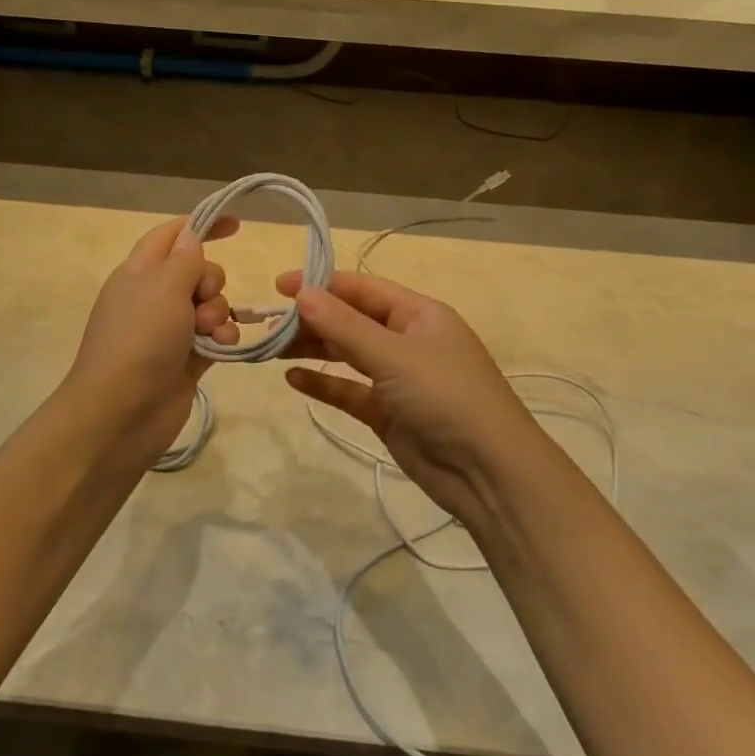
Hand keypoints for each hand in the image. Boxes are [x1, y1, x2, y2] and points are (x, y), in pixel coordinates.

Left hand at [64, 216, 238, 465]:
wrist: (121, 412)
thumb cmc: (139, 340)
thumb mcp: (163, 288)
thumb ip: (185, 259)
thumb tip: (192, 238)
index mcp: (139, 272)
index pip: (172, 236)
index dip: (202, 225)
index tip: (238, 225)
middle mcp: (153, 298)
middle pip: (197, 271)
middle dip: (211, 282)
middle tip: (201, 301)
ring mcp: (170, 330)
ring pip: (210, 304)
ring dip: (219, 313)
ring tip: (209, 333)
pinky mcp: (187, 358)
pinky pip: (215, 336)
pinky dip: (223, 337)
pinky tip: (222, 346)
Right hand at [274, 270, 544, 532]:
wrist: (487, 471)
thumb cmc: (445, 396)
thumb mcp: (394, 355)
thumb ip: (345, 326)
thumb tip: (302, 292)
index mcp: (419, 315)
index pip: (363, 289)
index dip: (322, 285)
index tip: (279, 286)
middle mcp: (408, 341)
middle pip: (352, 321)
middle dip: (312, 320)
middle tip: (267, 324)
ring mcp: (398, 379)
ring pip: (347, 354)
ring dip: (313, 349)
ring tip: (272, 348)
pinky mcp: (388, 413)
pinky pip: (349, 391)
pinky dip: (324, 383)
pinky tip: (294, 379)